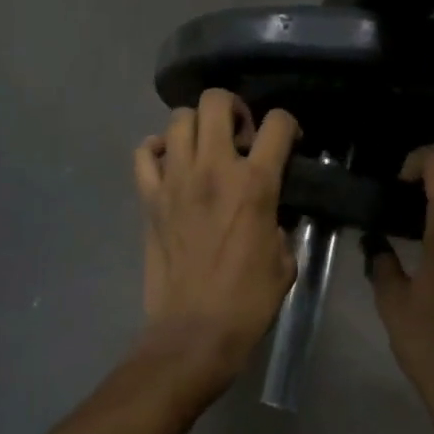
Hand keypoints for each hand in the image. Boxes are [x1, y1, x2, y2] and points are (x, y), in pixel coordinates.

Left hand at [134, 88, 298, 384]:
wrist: (194, 331)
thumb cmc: (248, 300)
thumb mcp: (285, 260)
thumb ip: (280, 222)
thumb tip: (271, 211)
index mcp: (255, 184)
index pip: (277, 124)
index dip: (289, 125)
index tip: (288, 143)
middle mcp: (213, 169)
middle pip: (216, 101)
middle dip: (234, 108)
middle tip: (240, 136)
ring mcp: (174, 180)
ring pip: (179, 119)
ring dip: (197, 126)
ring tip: (206, 149)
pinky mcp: (149, 198)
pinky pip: (144, 153)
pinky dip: (157, 149)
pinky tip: (171, 164)